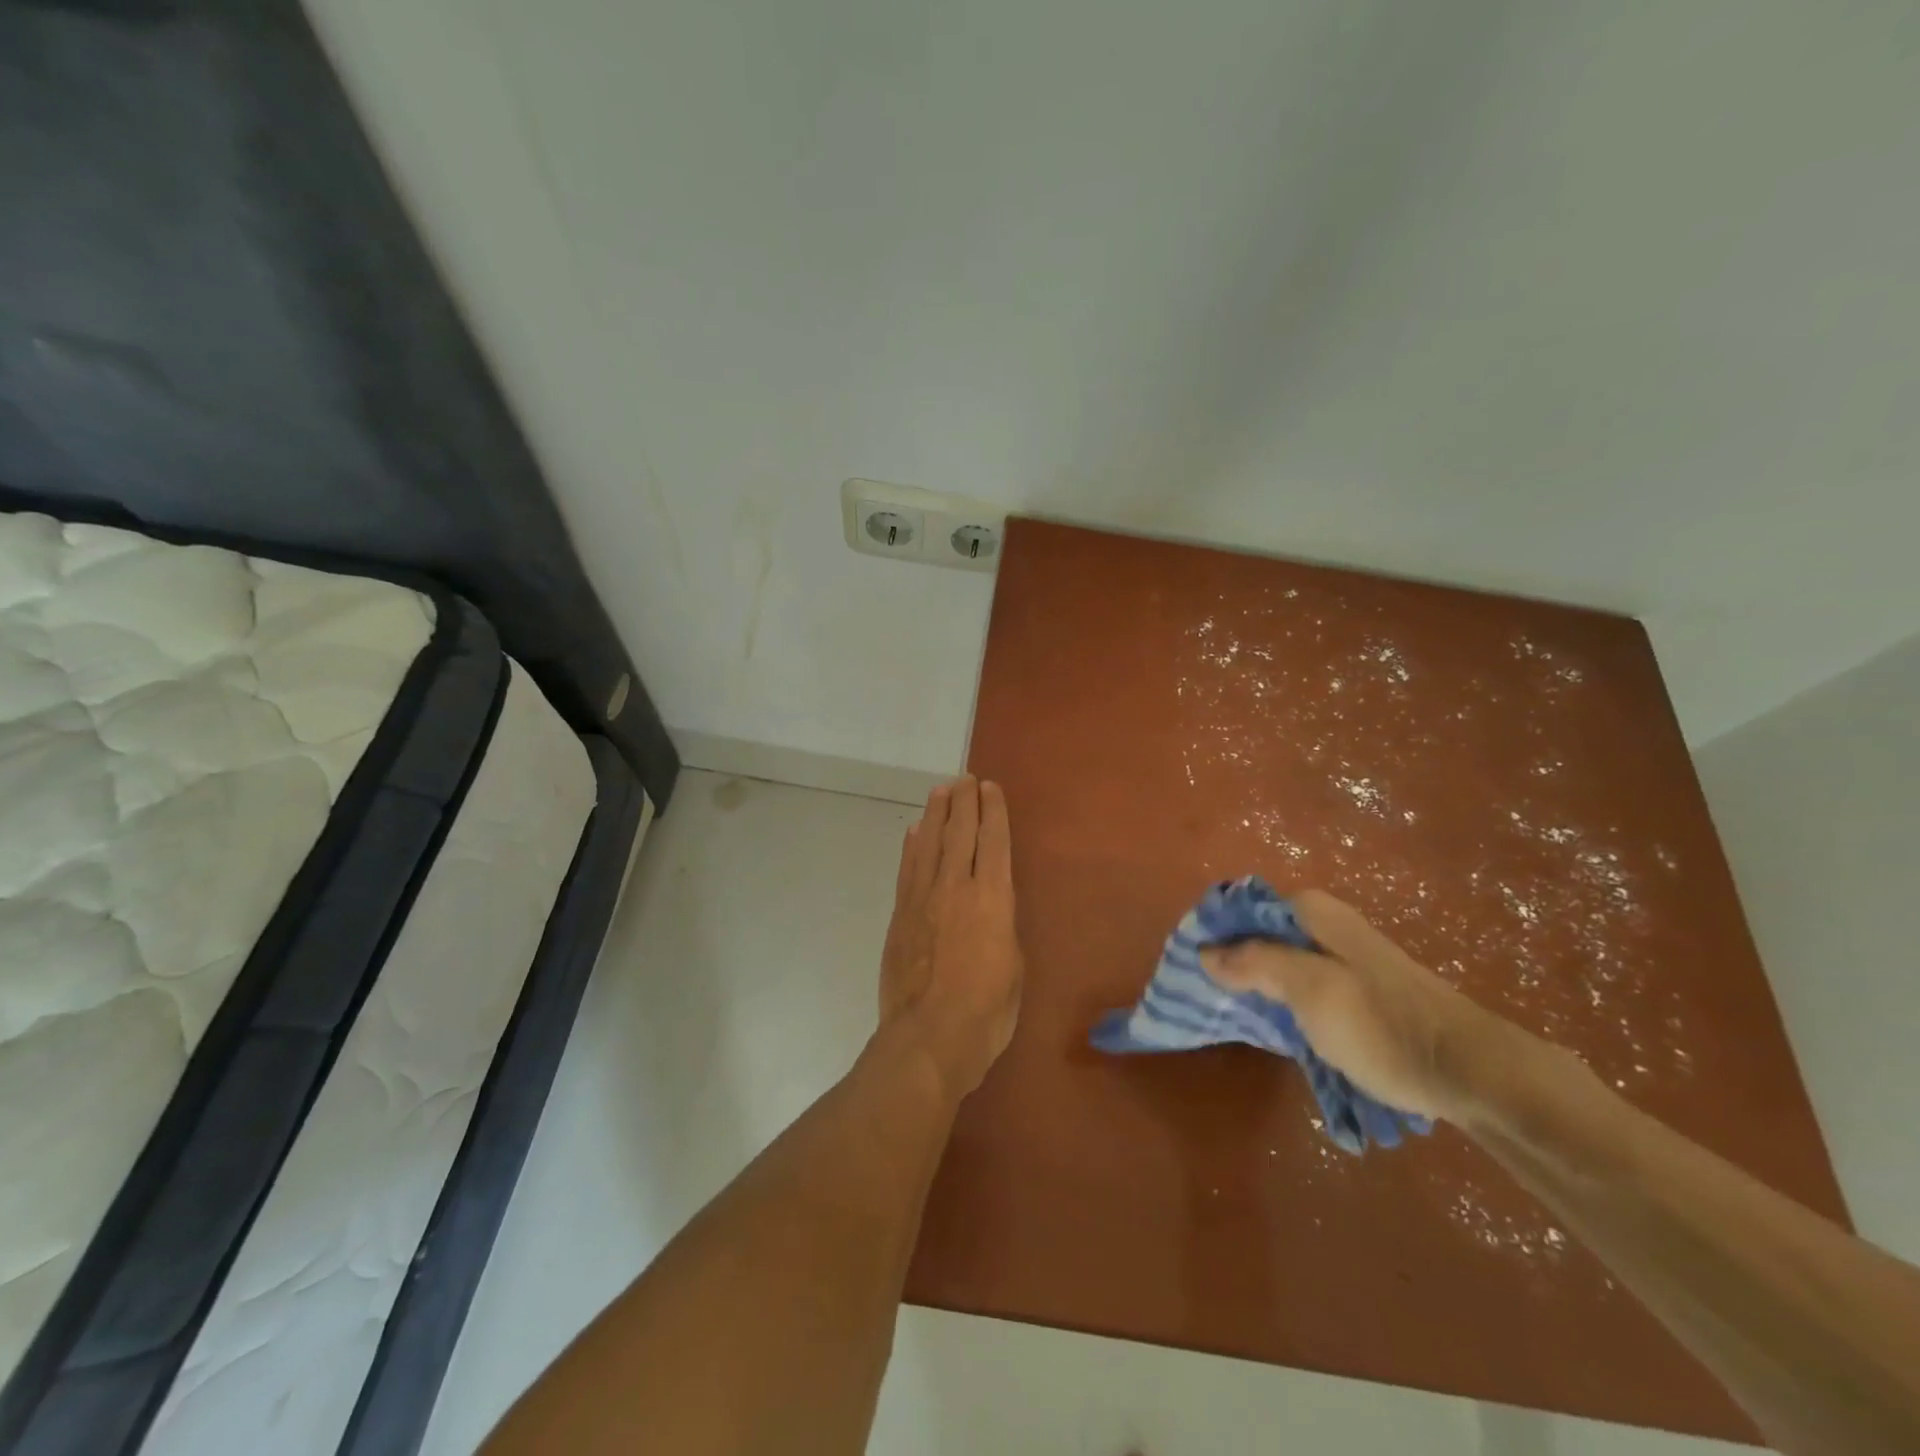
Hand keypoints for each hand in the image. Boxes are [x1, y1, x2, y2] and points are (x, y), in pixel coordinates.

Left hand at [879, 777, 1024, 1098]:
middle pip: (959, 833)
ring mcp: (923, 898)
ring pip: (930, 843)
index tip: (989, 787)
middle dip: (963, 802)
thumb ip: (1001, 925)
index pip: (993, 841)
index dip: (993, 811)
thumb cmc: (987, 1010)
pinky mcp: (901, 914)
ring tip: (940, 791)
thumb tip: (990, 907)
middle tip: (964, 779)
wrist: (929, 1036)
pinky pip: (908, 869)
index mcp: (992, 898)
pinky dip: (912, 846)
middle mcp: (956, 887)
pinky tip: (915, 832)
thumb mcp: (1013, 966)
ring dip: (936, 814)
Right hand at [1199, 889, 1510, 1123]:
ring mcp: (1343, 958)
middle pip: (1259, 933)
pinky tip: (1274, 1025)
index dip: (1214, 934)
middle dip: (1230, 961)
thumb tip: (1206, 950)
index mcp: (1312, 912)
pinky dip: (1281, 1000)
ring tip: (1231, 1014)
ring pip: (1279, 961)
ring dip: (1254, 984)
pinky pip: (1301, 985)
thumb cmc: (1382, 1024)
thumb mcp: (1310, 990)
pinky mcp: (1357, 990)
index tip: (1191, 967)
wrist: (1471, 1072)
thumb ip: (1255, 963)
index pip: (1242, 908)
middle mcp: (1325, 925)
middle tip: (1206, 997)